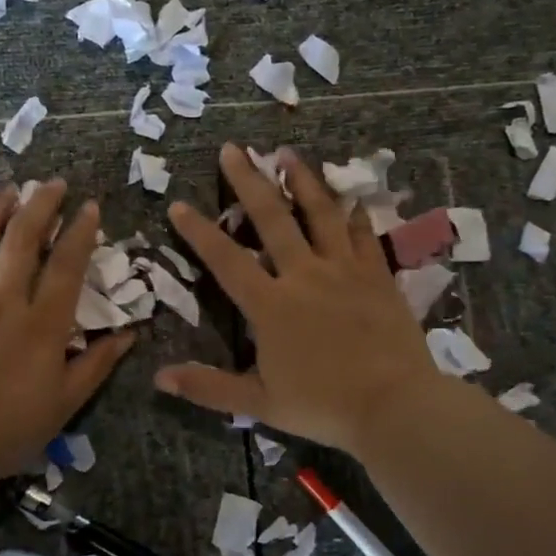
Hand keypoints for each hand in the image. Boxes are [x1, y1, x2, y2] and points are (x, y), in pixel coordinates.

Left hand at [0, 181, 133, 487]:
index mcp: (42, 324)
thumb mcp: (65, 403)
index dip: (80, 232)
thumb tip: (130, 335)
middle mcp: (4, 302)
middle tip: (52, 184)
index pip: (66, 265)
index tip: (89, 207)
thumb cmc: (9, 428)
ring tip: (8, 192)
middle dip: (40, 205)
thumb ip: (97, 365)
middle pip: (22, 240)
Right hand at [154, 143, 444, 460]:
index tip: (179, 204)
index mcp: (270, 305)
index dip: (199, 232)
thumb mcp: (259, 402)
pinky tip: (350, 197)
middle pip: (272, 218)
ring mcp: (344, 270)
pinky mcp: (378, 276)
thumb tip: (159, 378)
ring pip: (320, 214)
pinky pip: (363, 235)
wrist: (396, 406)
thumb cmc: (323, 406)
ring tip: (287, 153)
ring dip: (302, 181)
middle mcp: (304, 275)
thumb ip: (208, 387)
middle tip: (233, 149)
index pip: (226, 260)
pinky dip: (354, 213)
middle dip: (249, 181)